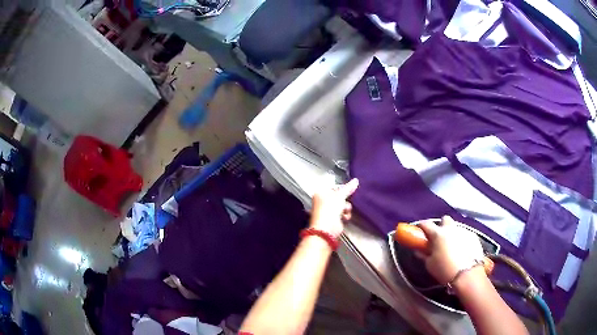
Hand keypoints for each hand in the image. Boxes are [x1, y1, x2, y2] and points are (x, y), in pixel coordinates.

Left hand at [310, 178, 358, 238]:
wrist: (327, 228)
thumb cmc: (330, 208)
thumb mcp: (340, 196)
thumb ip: (348, 188)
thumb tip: (356, 180)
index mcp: (320, 193)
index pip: (333, 187)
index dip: (342, 188)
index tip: (350, 189)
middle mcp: (322, 201)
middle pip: (338, 196)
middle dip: (344, 200)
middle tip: (347, 200)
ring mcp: (327, 210)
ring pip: (342, 205)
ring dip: (346, 208)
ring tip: (345, 210)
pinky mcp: (333, 219)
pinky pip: (342, 213)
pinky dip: (345, 215)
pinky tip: (345, 217)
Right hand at [417, 216, 483, 283]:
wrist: (466, 275)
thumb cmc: (445, 270)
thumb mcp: (430, 264)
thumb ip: (424, 255)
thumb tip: (419, 251)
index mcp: (438, 234)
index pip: (426, 224)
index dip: (422, 226)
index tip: (420, 231)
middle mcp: (451, 229)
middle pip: (445, 219)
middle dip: (442, 226)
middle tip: (440, 238)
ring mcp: (464, 231)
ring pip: (456, 227)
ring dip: (453, 234)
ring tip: (453, 247)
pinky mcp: (474, 236)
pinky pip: (466, 234)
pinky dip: (463, 240)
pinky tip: (463, 251)